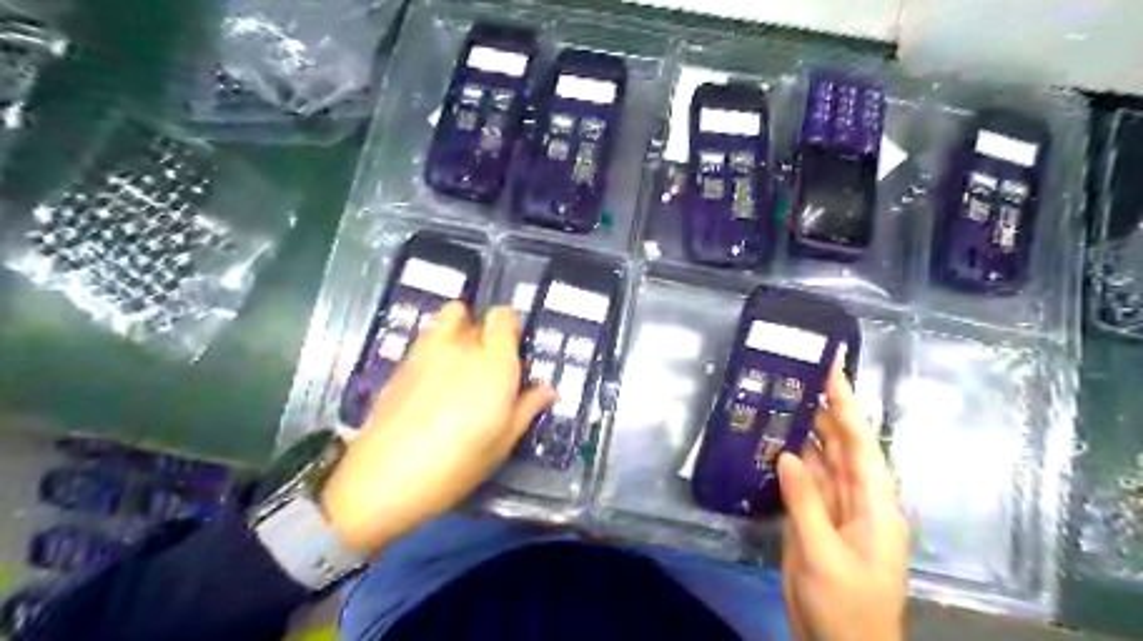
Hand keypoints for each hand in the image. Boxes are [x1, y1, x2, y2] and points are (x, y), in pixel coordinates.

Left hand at [319, 302, 557, 552]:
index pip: (504, 315)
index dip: (510, 327)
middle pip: (473, 314)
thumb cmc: (458, 462)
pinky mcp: (401, 363)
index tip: (514, 351)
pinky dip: (435, 348)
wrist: (384, 478)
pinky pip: (426, 340)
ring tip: (459, 367)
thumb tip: (549, 390)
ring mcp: (426, 351)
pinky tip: (434, 384)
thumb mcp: (503, 441)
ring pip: (446, 320)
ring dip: (457, 332)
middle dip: (483, 331)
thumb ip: (527, 407)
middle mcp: (460, 345)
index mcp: (493, 361)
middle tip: (488, 363)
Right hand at [778, 355, 912, 640]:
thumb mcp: (824, 555)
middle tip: (795, 375)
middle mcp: (857, 497)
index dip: (848, 403)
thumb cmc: (845, 605)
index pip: (861, 442)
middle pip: (841, 444)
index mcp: (874, 503)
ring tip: (780, 399)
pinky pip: (803, 480)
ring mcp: (834, 507)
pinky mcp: (814, 519)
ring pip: (820, 459)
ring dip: (803, 430)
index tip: (833, 368)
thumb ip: (806, 502)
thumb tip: (787, 452)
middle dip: (823, 408)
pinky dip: (789, 459)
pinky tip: (772, 441)